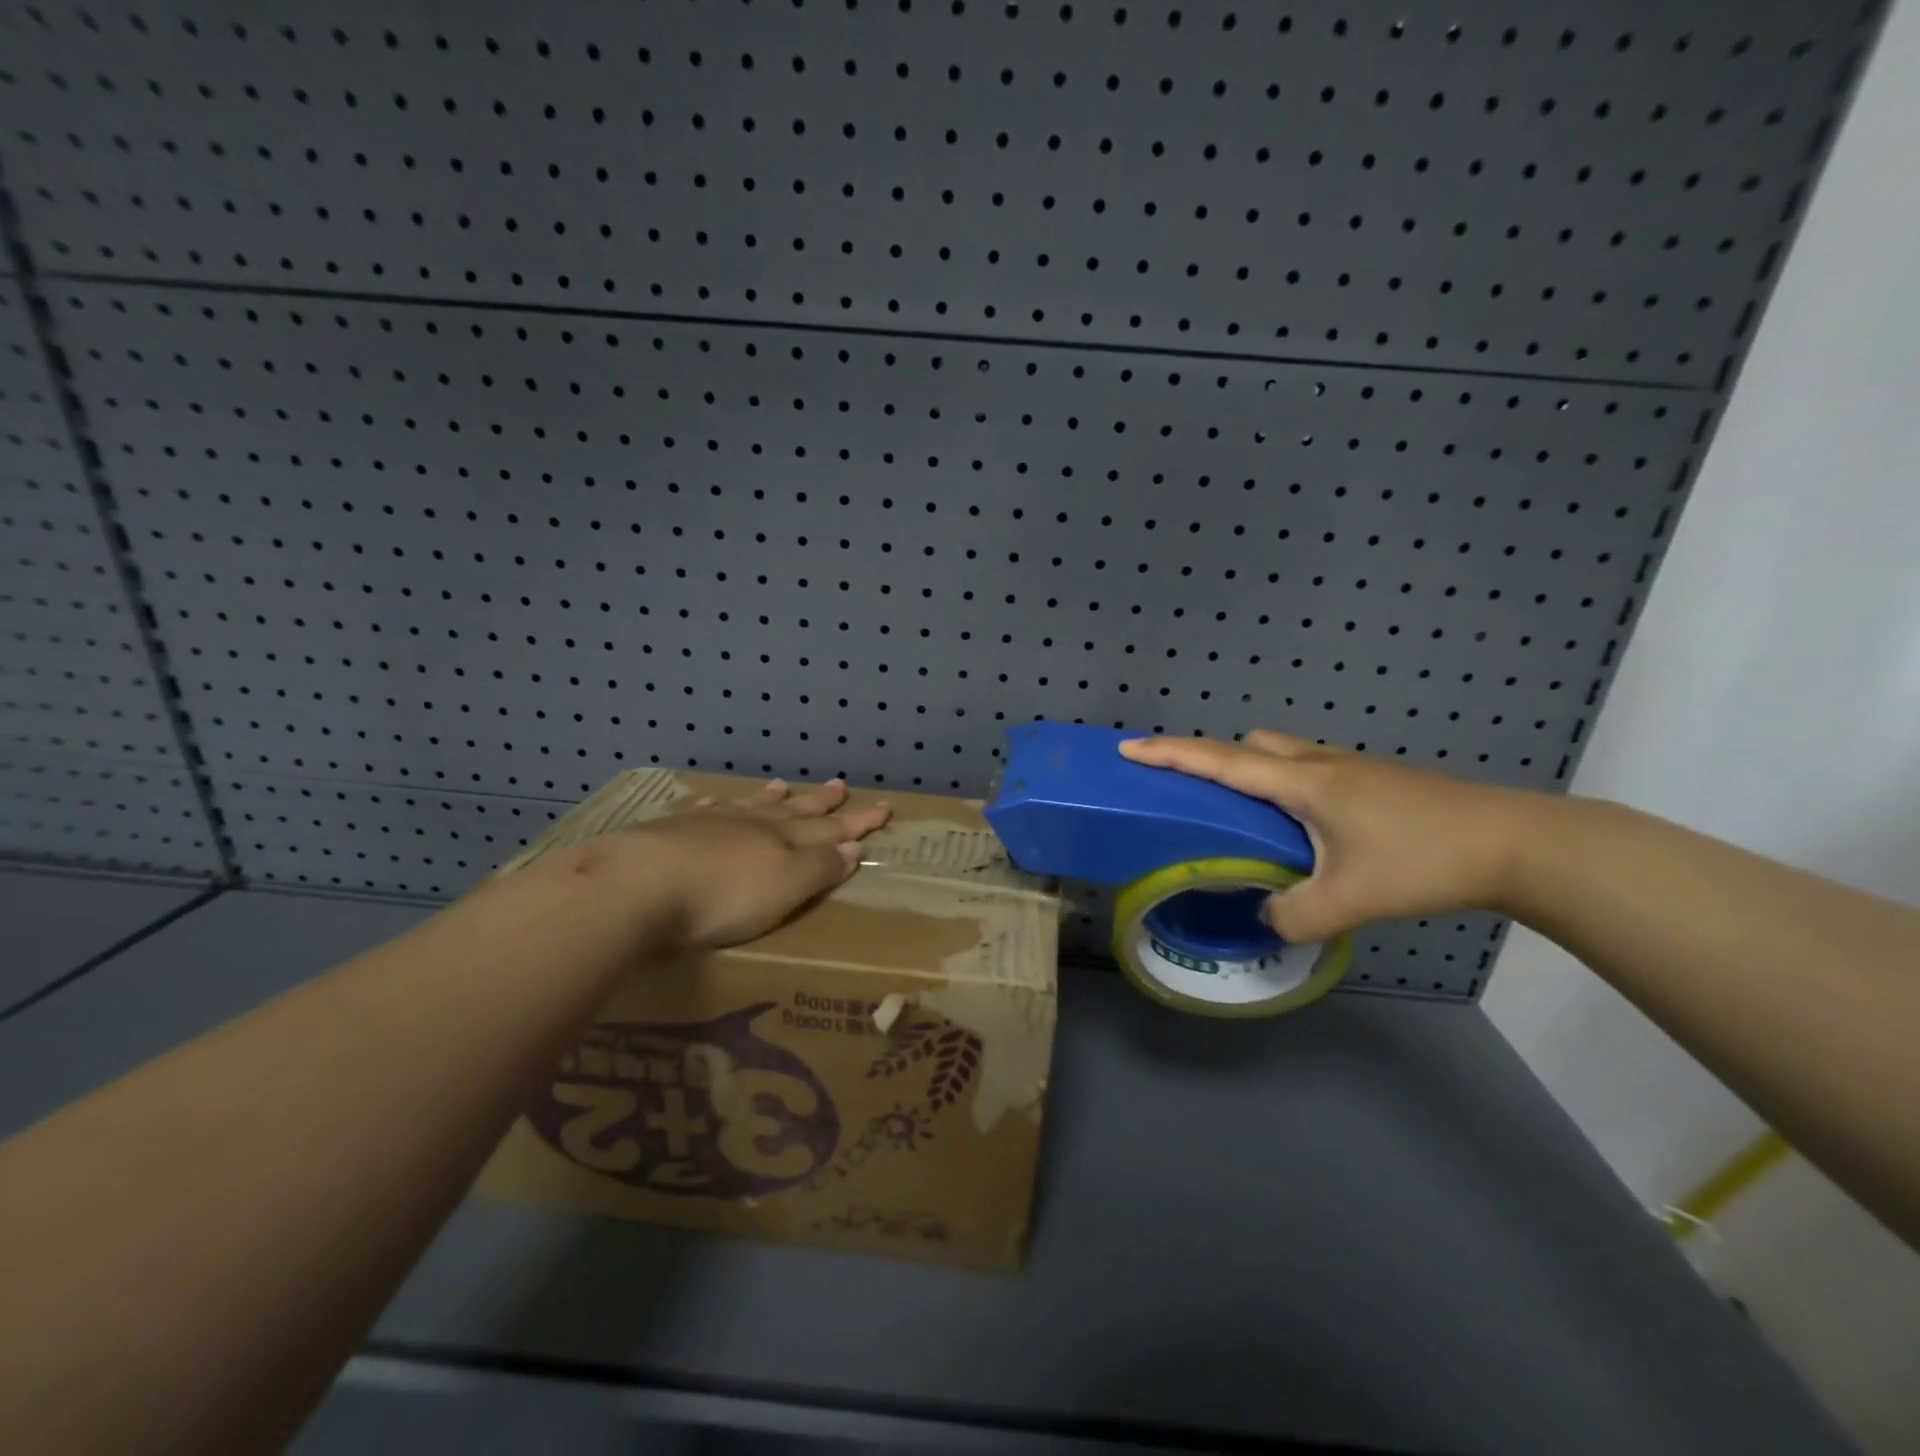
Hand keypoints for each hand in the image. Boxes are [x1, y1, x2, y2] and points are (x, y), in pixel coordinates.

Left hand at [564, 779, 891, 950]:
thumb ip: (820, 868)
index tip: (883, 806)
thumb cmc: (722, 896)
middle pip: (794, 811)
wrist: (638, 885)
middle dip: (820, 803)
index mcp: (784, 841)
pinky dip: (717, 807)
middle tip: (841, 785)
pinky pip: (704, 811)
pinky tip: (715, 803)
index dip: (858, 821)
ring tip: (783, 784)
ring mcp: (711, 823)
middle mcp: (753, 825)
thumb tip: (852, 846)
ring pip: (750, 806)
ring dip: (771, 799)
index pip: (831, 829)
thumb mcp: (785, 888)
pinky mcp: (672, 831)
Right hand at [1119, 731, 1532, 940]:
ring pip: (1281, 752)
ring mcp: (1349, 767)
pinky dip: (1284, 783)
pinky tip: (1302, 828)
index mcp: (1302, 783)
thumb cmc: (1423, 860)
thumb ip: (1292, 916)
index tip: (1129, 749)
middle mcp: (1318, 764)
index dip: (1170, 754)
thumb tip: (1263, 918)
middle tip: (1197, 797)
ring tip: (1247, 817)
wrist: (1513, 842)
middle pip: (1249, 744)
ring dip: (1252, 770)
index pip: (1220, 761)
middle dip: (1213, 759)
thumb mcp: (1349, 902)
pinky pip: (1307, 767)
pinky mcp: (1372, 779)